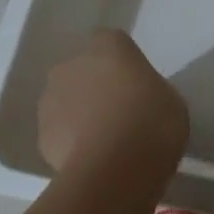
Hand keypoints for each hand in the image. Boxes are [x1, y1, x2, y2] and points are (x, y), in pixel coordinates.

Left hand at [37, 30, 188, 176]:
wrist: (114, 169)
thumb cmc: (152, 124)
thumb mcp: (171, 101)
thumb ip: (149, 91)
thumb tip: (138, 99)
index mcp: (108, 46)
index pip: (113, 44)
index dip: (124, 66)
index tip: (138, 88)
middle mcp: (72, 64)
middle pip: (84, 71)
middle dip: (97, 88)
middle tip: (122, 115)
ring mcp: (50, 99)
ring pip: (67, 101)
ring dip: (81, 114)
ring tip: (106, 143)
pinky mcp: (42, 134)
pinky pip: (61, 132)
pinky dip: (72, 142)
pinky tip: (93, 161)